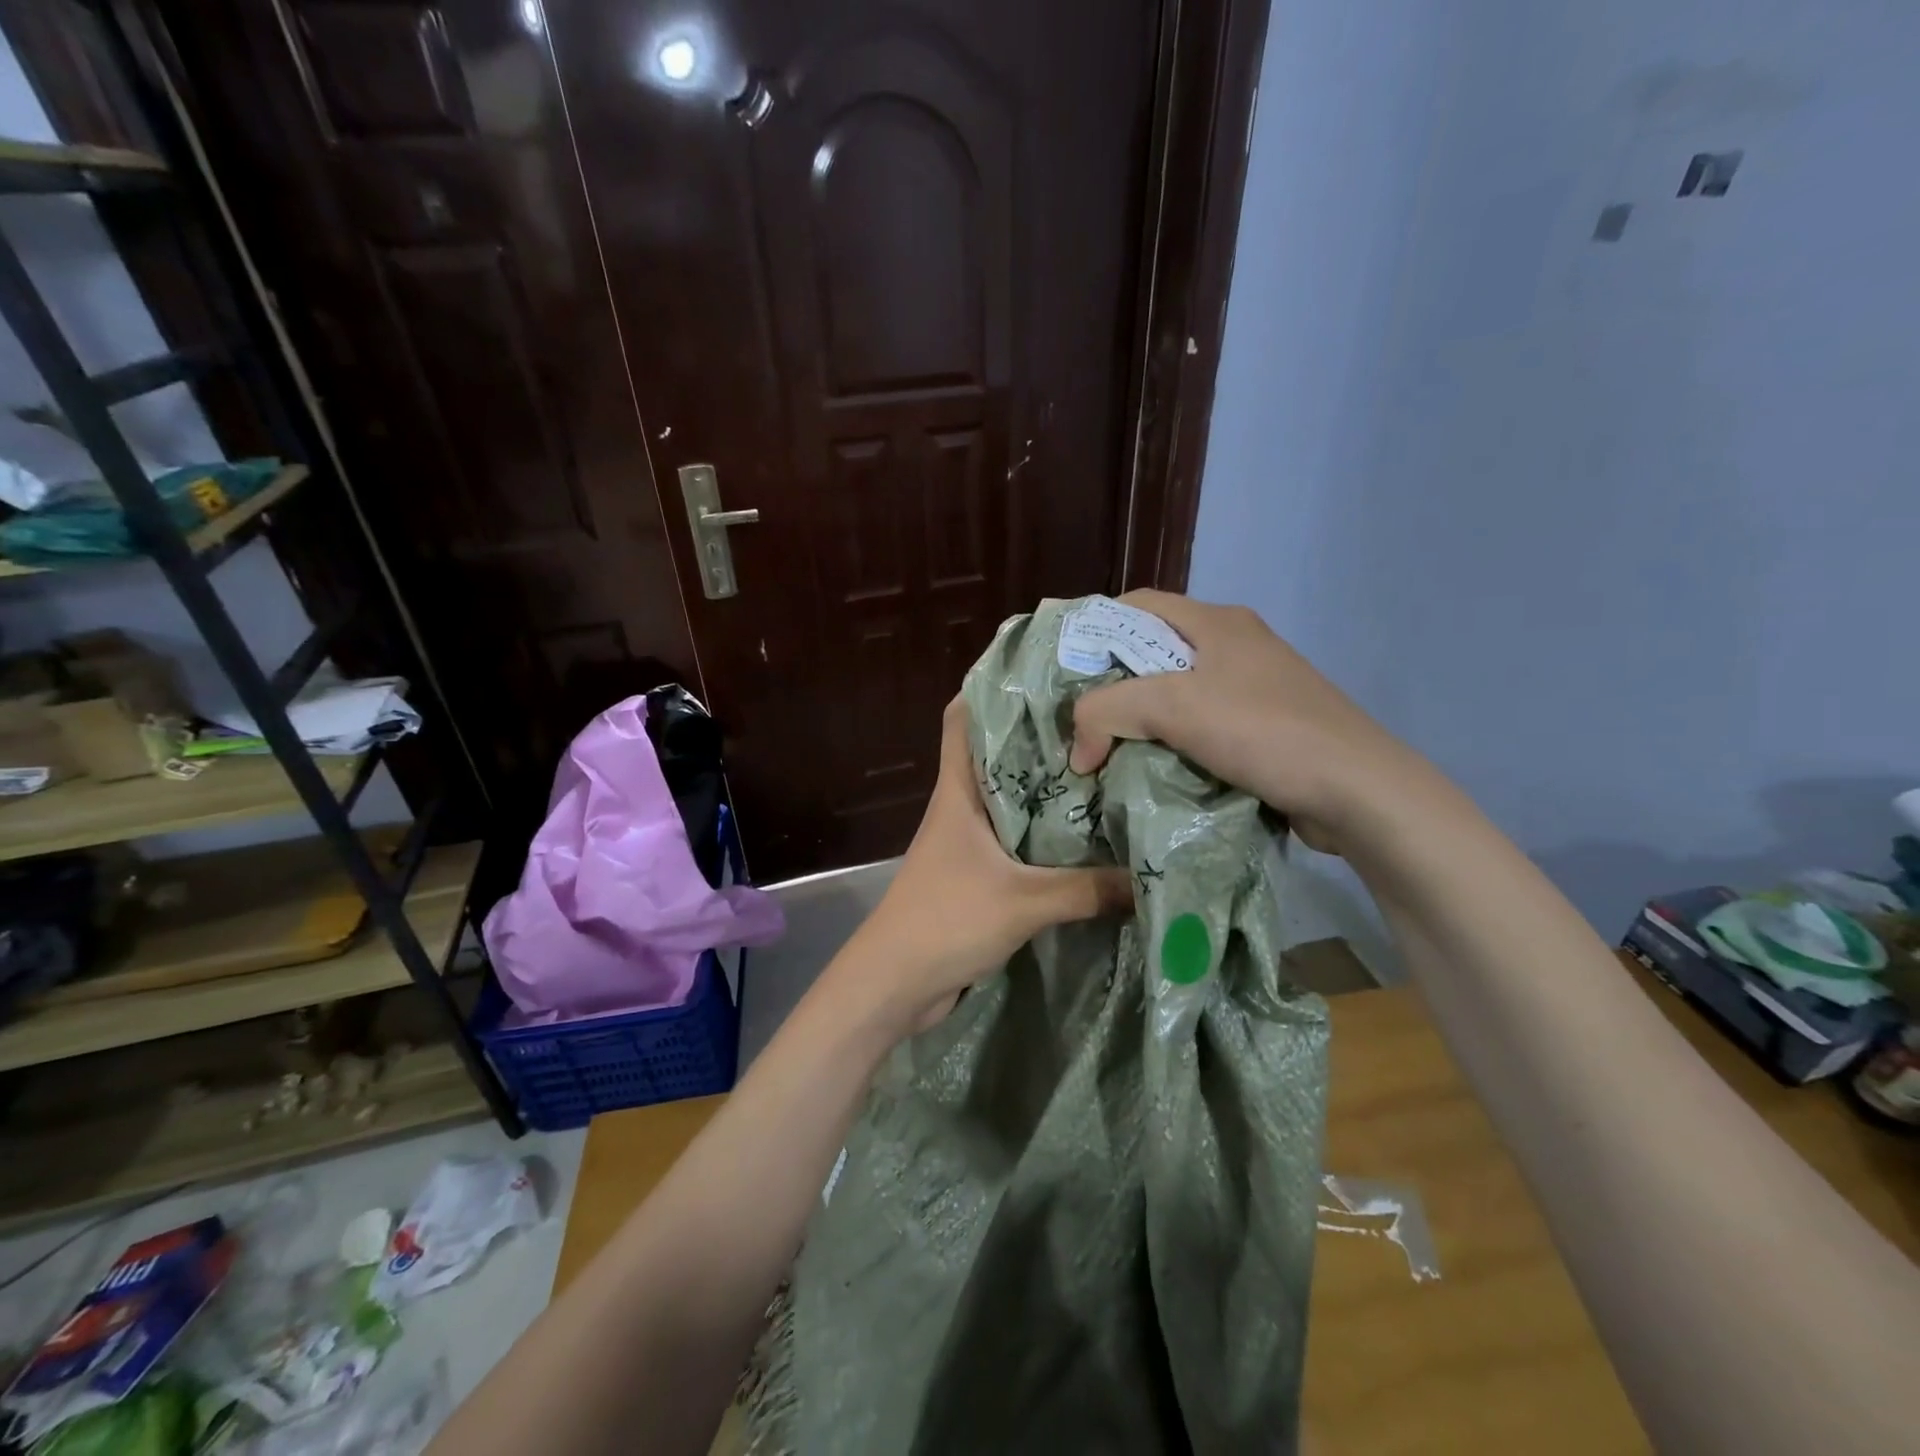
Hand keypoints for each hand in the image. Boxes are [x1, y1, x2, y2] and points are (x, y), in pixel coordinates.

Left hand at [838, 698, 1132, 1034]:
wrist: (895, 985)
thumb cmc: (946, 920)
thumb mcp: (1024, 902)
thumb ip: (1088, 890)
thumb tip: (1151, 877)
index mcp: (957, 792)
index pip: (961, 719)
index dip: (990, 688)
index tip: (1041, 673)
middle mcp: (960, 807)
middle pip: (997, 756)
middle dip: (1039, 739)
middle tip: (1098, 721)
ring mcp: (967, 843)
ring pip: (1010, 801)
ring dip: (1047, 791)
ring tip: (1104, 771)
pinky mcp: (977, 877)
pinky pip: (1017, 844)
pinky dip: (1046, 838)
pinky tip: (1087, 840)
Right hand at [1067, 590, 1427, 848]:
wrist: (1356, 790)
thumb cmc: (1262, 730)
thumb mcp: (1173, 707)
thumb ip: (1108, 712)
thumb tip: (1076, 749)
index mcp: (1216, 621)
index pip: (1138, 605)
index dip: (1095, 628)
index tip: (1064, 668)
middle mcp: (1234, 645)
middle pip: (1154, 652)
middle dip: (1112, 683)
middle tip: (1077, 717)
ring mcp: (1253, 688)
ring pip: (1175, 694)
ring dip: (1139, 719)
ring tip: (1104, 747)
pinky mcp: (1263, 728)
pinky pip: (1199, 727)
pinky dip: (1169, 744)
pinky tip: (1150, 769)